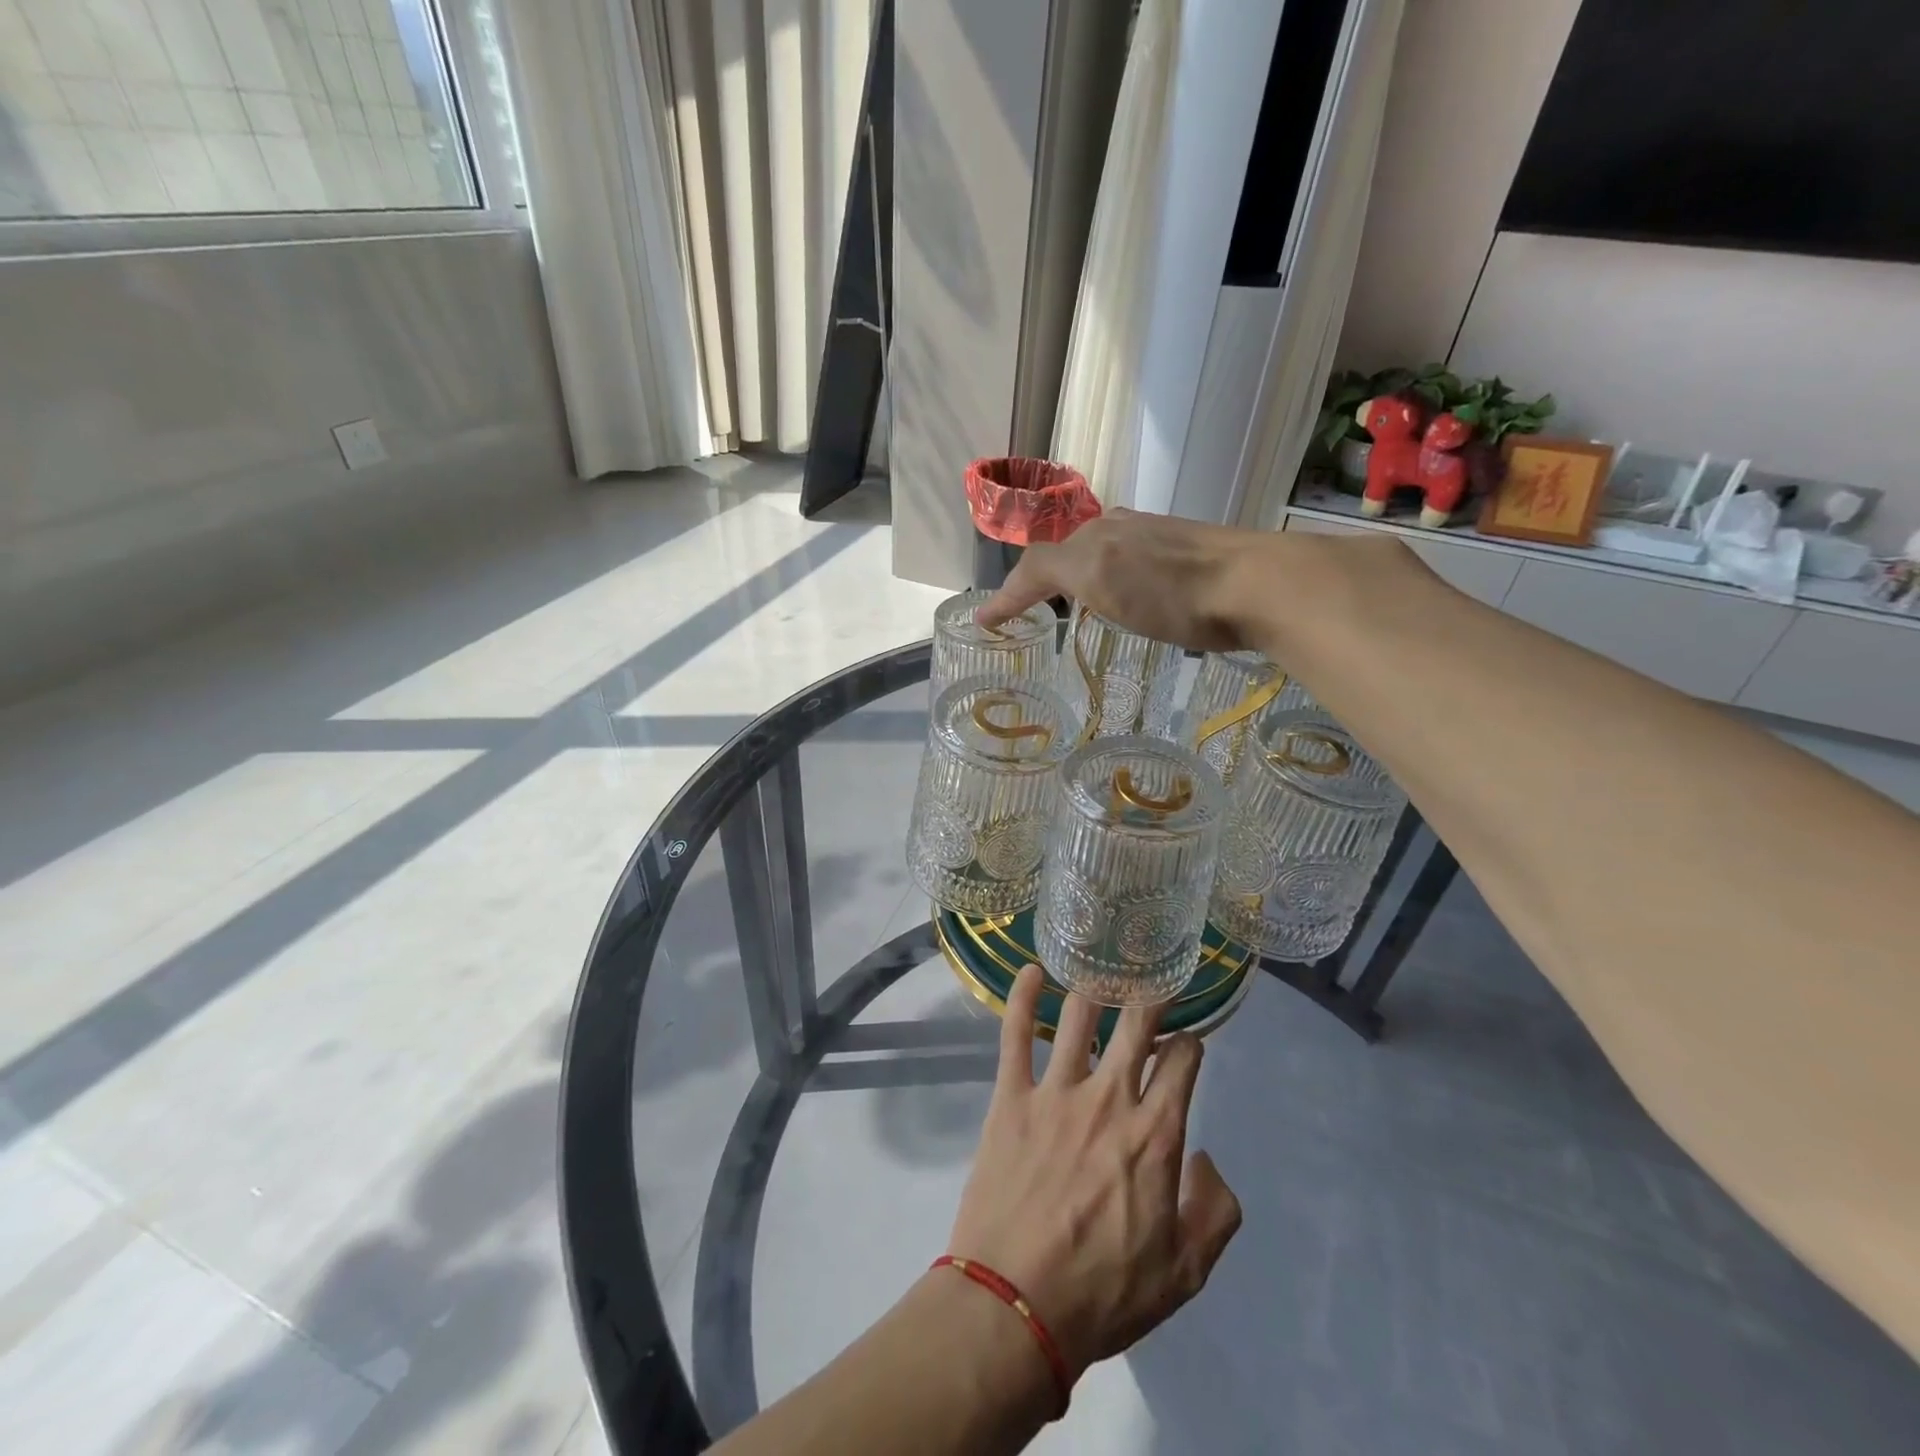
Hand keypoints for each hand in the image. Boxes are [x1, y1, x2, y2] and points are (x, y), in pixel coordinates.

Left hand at [944, 966, 1242, 1384]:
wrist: (1015, 1305)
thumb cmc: (1103, 1293)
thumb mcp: (1185, 1273)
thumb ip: (1215, 1212)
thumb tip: (1206, 1158)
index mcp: (1155, 1134)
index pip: (1183, 1060)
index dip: (1190, 1043)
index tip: (1186, 1042)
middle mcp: (1109, 1097)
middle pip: (1136, 1023)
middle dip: (1151, 997)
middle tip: (1152, 983)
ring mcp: (1055, 1091)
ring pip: (1078, 1017)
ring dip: (1094, 990)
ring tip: (1101, 976)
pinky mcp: (1010, 1095)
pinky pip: (1014, 1032)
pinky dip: (1022, 996)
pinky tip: (1030, 969)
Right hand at [974, 508, 1266, 651]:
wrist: (1258, 585)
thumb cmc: (1170, 590)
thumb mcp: (1098, 577)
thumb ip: (1047, 572)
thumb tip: (1000, 594)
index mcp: (1096, 534)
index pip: (1039, 562)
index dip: (1011, 593)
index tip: (987, 621)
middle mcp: (1122, 529)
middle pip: (1070, 553)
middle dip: (1046, 579)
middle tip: (1032, 609)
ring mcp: (1160, 540)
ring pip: (1104, 557)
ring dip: (1082, 579)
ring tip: (1077, 609)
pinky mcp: (1191, 557)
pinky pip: (1136, 568)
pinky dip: (1116, 584)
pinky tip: (1133, 601)